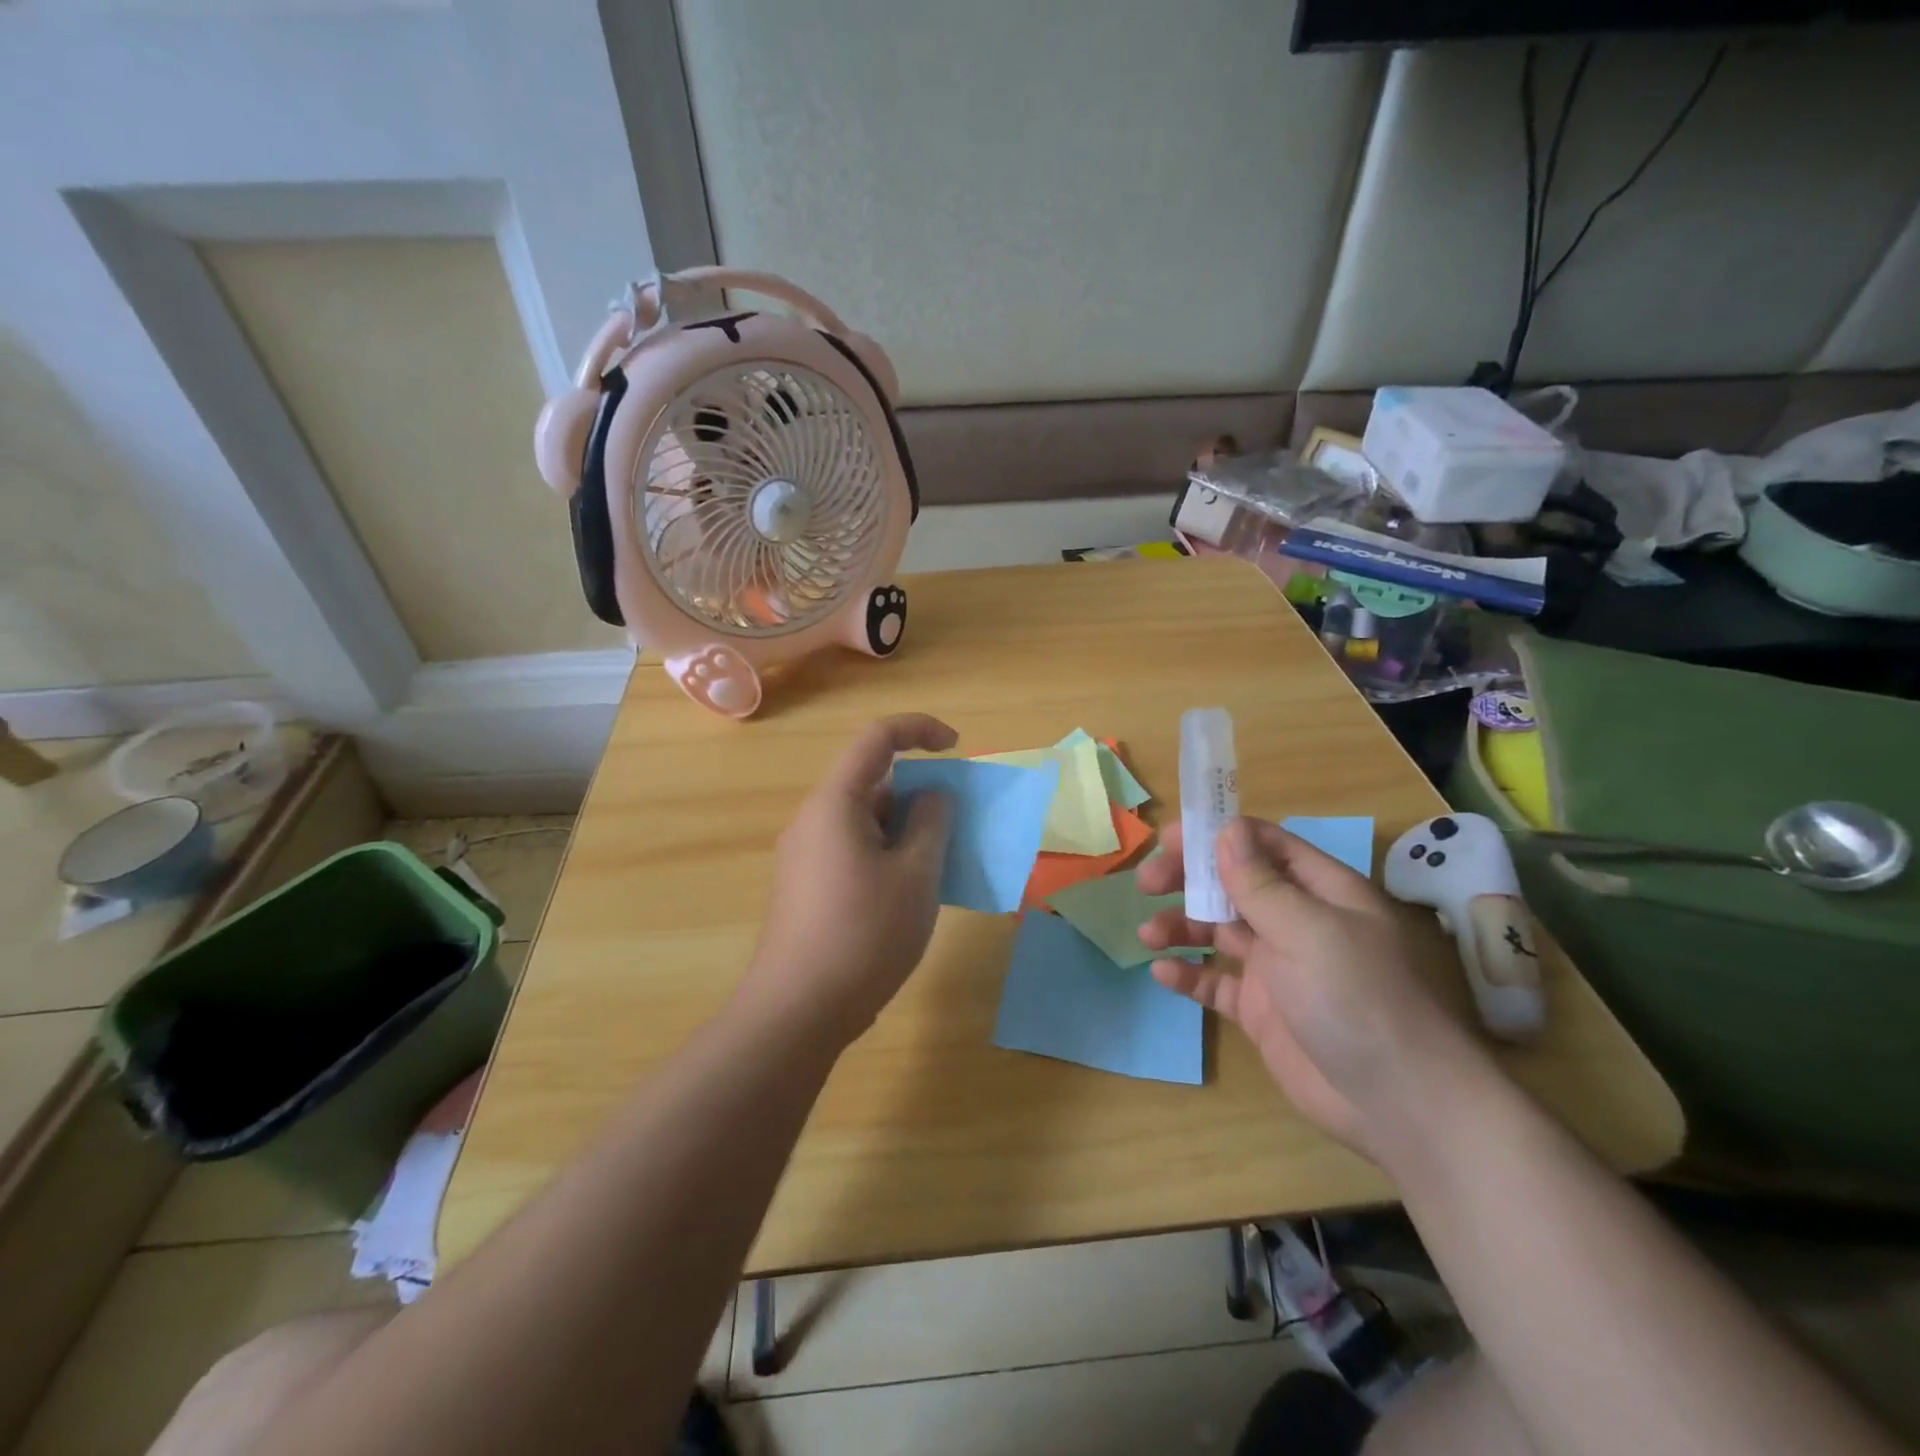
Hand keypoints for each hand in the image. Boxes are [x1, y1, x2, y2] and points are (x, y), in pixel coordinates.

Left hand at [739, 714, 955, 1047]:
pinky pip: (854, 851)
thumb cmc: (865, 934)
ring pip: (866, 822)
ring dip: (907, 831)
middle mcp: (814, 819)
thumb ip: (932, 823)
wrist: (798, 1011)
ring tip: (939, 868)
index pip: (878, 738)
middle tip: (955, 831)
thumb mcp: (916, 875)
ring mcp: (805, 855)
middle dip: (920, 795)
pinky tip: (908, 897)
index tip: (957, 749)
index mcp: (836, 802)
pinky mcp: (805, 887)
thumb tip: (933, 796)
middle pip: (873, 783)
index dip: (921, 730)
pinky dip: (887, 855)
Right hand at [1137, 818, 1487, 1160]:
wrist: (1397, 1103)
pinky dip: (1188, 975)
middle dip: (1188, 879)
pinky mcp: (1262, 1011)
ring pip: (1217, 932)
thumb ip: (1260, 883)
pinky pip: (1216, 982)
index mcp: (1319, 891)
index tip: (1167, 841)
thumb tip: (1226, 830)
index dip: (1216, 836)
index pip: (1263, 845)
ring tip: (1148, 935)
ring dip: (1181, 926)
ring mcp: (1278, 967)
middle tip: (1147, 884)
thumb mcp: (1307, 930)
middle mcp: (1296, 921)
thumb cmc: (1356, 998)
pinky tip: (1162, 974)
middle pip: (1232, 885)